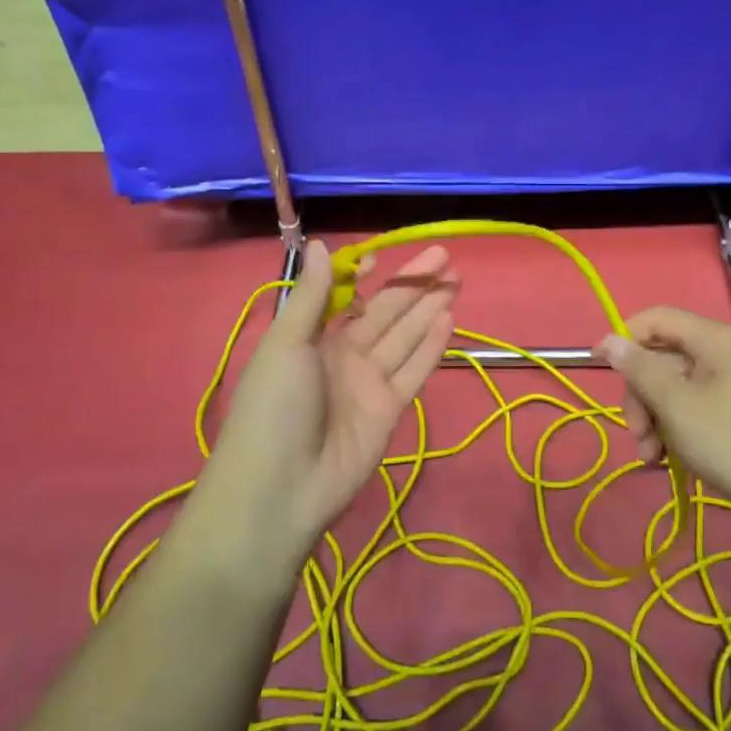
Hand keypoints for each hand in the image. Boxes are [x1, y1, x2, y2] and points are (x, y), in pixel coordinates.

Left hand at [201, 240, 458, 569]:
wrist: (280, 487)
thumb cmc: (274, 405)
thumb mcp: (286, 343)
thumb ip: (313, 295)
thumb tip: (320, 243)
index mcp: (312, 338)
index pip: (346, 298)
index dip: (364, 276)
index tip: (384, 255)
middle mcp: (343, 355)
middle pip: (386, 312)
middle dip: (413, 284)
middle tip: (445, 256)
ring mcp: (368, 383)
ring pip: (405, 336)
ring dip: (428, 308)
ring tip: (456, 278)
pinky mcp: (390, 409)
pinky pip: (414, 370)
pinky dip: (431, 346)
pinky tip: (450, 319)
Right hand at [596, 307, 730, 530]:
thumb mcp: (677, 405)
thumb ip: (639, 369)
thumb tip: (608, 339)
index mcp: (715, 340)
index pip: (657, 319)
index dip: (624, 338)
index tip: (599, 368)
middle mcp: (724, 354)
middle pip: (662, 357)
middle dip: (640, 394)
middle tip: (636, 433)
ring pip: (673, 388)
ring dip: (653, 419)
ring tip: (651, 456)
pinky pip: (691, 409)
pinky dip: (673, 430)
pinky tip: (666, 461)